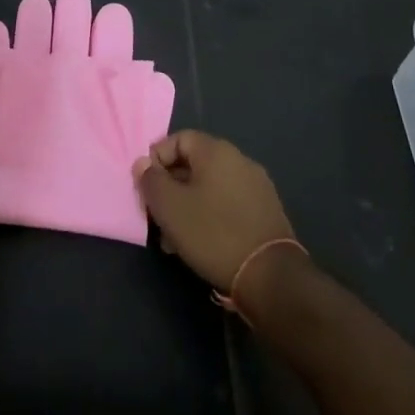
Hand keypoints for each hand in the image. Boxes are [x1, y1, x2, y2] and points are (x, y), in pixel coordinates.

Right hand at [134, 131, 295, 292]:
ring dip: (188, 205)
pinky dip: (210, 215)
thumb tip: (143, 163)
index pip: (178, 138)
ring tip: (175, 238)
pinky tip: (202, 243)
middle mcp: (239, 160)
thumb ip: (150, 180)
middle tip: (158, 217)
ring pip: (209, 187)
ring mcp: (256, 186)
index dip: (157, 159)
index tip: (147, 188)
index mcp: (216, 151)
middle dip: (171, 188)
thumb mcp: (170, 207)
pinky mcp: (266, 211)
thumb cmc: (213, 233)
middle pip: (193, 164)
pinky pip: (228, 203)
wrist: (271, 276)